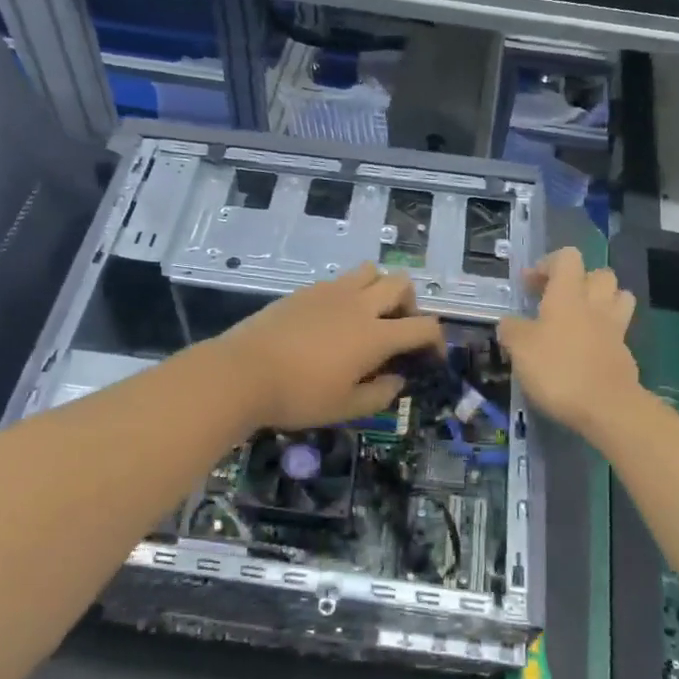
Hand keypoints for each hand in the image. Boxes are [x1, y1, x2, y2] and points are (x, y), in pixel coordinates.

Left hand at [214, 265, 444, 430]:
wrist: (242, 372)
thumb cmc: (298, 396)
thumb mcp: (345, 408)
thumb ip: (379, 395)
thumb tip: (397, 380)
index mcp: (375, 335)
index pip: (424, 326)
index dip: (436, 340)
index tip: (430, 357)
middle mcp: (359, 305)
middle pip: (402, 283)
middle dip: (410, 305)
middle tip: (397, 331)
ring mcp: (330, 292)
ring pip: (371, 271)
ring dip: (379, 289)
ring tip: (367, 317)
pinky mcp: (305, 290)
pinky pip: (340, 280)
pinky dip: (349, 293)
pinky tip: (333, 321)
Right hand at [499, 248, 640, 438]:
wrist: (606, 407)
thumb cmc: (557, 369)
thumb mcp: (519, 348)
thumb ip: (511, 329)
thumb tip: (509, 323)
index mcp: (568, 294)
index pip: (567, 258)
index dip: (547, 265)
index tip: (529, 285)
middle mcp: (595, 304)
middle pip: (599, 274)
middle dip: (579, 281)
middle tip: (556, 300)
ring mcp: (615, 328)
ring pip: (618, 297)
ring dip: (601, 301)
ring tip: (580, 319)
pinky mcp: (625, 353)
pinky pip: (618, 330)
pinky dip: (604, 333)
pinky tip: (587, 349)